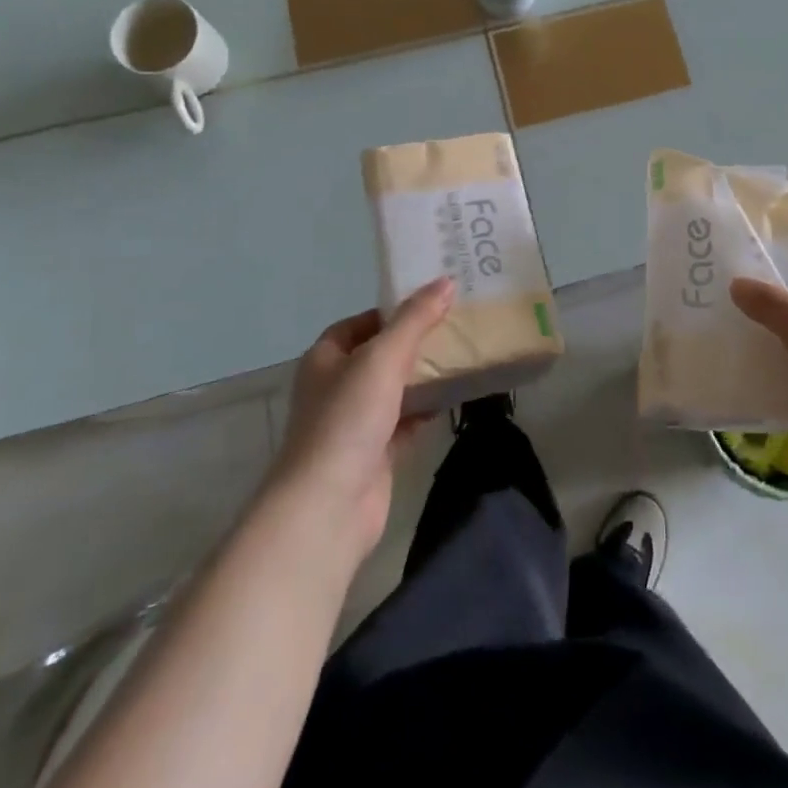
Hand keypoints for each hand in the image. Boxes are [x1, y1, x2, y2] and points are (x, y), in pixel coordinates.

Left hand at [268, 277, 454, 571]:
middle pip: (379, 355)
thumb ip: (415, 319)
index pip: (358, 324)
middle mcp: (336, 388)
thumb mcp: (383, 358)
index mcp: (326, 359)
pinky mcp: (374, 454)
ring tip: (462, 356)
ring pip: (394, 389)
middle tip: (455, 325)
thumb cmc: (348, 419)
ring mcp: (354, 424)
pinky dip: (426, 410)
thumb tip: (445, 282)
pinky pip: (405, 422)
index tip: (430, 303)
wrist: (329, 506)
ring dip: (423, 377)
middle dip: (413, 342)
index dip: (391, 311)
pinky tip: (454, 399)